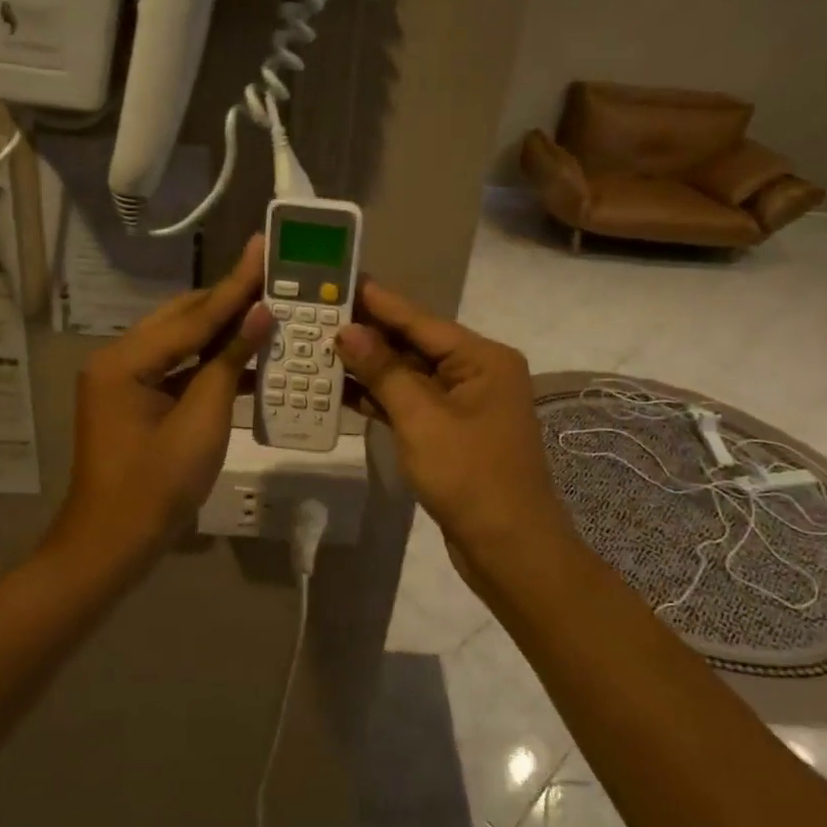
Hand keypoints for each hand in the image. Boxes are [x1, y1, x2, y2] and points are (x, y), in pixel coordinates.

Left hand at [54, 235, 272, 568]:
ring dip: (222, 330)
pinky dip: (208, 362)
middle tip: (271, 273)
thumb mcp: (201, 423)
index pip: (193, 316)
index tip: (262, 248)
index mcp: (125, 361)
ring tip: (266, 307)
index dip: (235, 285)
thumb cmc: (157, 488)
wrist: (112, 547)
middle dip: (228, 299)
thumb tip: (260, 314)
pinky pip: (176, 368)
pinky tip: (245, 355)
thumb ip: (229, 362)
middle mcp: (118, 359)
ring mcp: (123, 380)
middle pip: (182, 319)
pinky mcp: (134, 399)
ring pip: (180, 341)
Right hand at [334, 280, 573, 586]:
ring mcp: (463, 404)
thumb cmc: (470, 476)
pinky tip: (340, 389)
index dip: (377, 300)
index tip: (340, 278)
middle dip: (367, 333)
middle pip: (413, 344)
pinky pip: (411, 403)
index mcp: (482, 359)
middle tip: (318, 312)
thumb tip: (348, 331)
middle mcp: (476, 372)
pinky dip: (380, 398)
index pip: (420, 319)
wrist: (509, 548)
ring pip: (408, 375)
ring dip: (369, 366)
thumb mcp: (421, 419)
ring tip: (318, 345)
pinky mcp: (450, 432)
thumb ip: (384, 371)